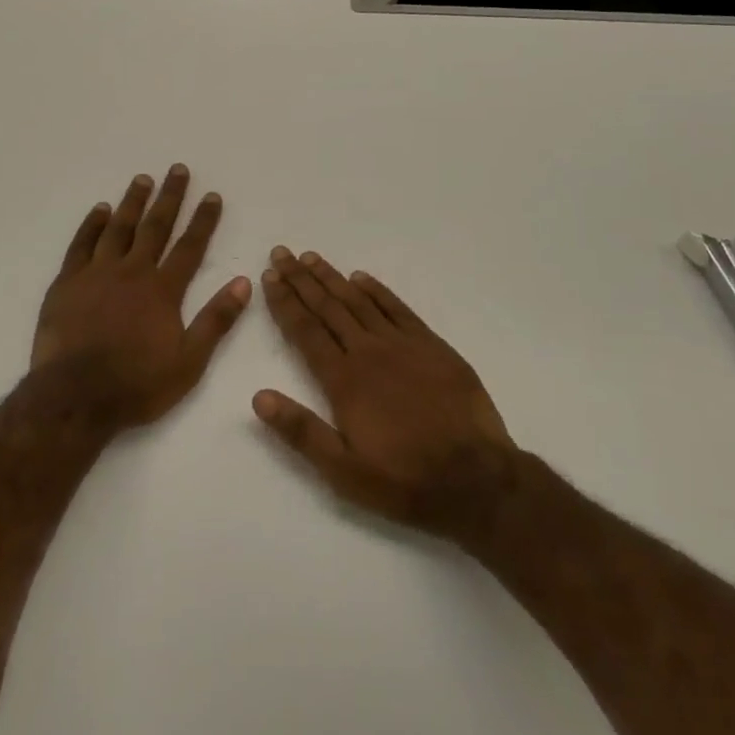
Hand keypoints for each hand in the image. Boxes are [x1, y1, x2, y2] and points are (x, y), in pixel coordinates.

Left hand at [33, 165, 250, 428]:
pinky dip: (92, 224)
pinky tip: (100, 209)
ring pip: (118, 228)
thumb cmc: (136, 384)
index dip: (203, 220)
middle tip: (178, 169)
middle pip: (155, 226)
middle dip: (169, 197)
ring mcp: (97, 273)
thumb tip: (244, 282)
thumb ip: (216, 320)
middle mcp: (132, 271)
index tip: (212, 196)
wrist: (75, 398)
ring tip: (143, 179)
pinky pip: (81, 244)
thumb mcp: (189, 362)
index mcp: (162, 290)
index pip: (189, 246)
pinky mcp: (67, 282)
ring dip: (132, 202)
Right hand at [256, 247, 516, 540]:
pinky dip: (377, 290)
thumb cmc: (404, 481)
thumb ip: (301, 431)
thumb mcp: (344, 471)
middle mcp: (368, 352)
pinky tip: (361, 278)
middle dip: (301, 279)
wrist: (476, 480)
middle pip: (327, 307)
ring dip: (332, 277)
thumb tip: (258, 397)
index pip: (305, 330)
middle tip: (282, 253)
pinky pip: (397, 308)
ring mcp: (402, 344)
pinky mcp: (431, 345)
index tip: (268, 276)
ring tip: (311, 257)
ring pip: (359, 301)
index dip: (284, 301)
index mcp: (344, 381)